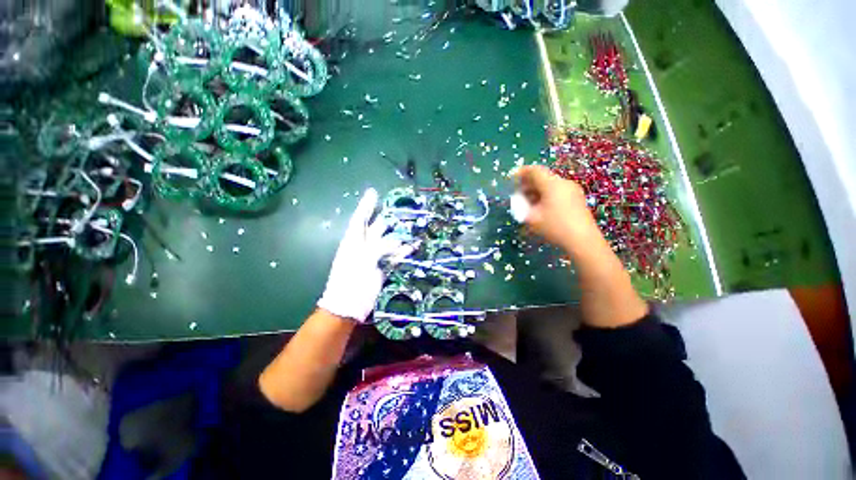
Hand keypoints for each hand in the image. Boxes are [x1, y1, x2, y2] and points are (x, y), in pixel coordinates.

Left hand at [317, 188, 410, 322]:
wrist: (348, 306)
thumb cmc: (350, 281)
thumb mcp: (363, 261)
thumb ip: (380, 248)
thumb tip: (398, 243)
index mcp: (353, 241)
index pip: (360, 218)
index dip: (366, 205)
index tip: (373, 192)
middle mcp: (363, 246)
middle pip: (376, 228)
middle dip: (387, 219)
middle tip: (400, 210)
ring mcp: (373, 258)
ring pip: (387, 242)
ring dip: (398, 236)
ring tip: (410, 228)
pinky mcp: (381, 268)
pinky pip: (393, 257)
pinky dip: (402, 252)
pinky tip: (411, 247)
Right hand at [514, 165, 600, 252]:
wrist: (583, 240)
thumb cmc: (554, 227)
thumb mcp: (531, 218)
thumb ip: (522, 207)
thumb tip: (520, 202)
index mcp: (552, 184)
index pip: (535, 170)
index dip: (522, 172)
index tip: (512, 178)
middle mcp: (563, 183)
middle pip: (543, 177)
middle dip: (528, 184)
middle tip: (518, 193)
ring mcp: (573, 190)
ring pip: (550, 185)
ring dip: (537, 190)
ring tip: (528, 202)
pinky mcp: (577, 198)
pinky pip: (558, 191)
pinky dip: (547, 195)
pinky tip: (542, 207)